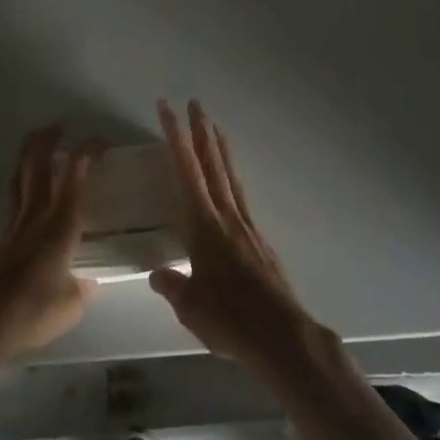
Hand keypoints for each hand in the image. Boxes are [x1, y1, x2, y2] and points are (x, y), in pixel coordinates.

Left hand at [0, 127, 99, 361]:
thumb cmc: (33, 310)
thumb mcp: (70, 306)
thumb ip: (82, 289)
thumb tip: (88, 283)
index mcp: (60, 224)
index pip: (75, 175)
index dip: (87, 152)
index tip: (101, 142)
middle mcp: (36, 215)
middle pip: (38, 164)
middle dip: (47, 140)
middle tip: (58, 127)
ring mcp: (14, 225)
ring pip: (21, 178)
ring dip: (30, 156)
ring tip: (39, 146)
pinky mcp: (1, 239)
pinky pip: (15, 199)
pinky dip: (24, 185)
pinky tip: (31, 197)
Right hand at [151, 101, 316, 372]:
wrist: (282, 336)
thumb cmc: (231, 319)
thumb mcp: (190, 307)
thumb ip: (172, 286)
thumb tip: (156, 272)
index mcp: (204, 225)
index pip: (186, 171)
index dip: (175, 137)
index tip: (167, 109)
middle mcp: (226, 216)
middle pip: (212, 164)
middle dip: (200, 132)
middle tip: (194, 103)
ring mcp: (246, 226)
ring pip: (230, 176)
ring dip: (220, 148)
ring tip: (214, 127)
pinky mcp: (259, 241)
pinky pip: (241, 197)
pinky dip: (232, 179)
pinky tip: (230, 184)